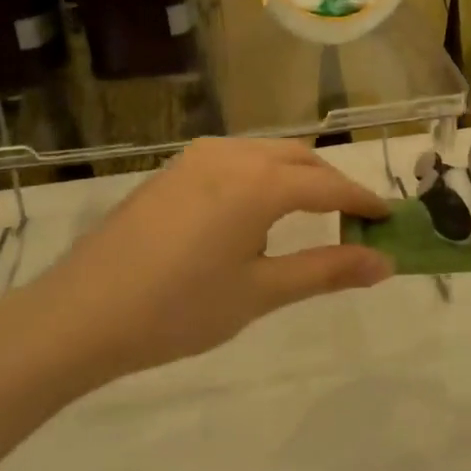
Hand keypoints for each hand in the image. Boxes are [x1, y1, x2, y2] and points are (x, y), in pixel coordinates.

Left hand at [0, 139, 393, 389]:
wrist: (80, 315)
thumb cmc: (178, 309)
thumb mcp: (260, 293)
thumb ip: (327, 270)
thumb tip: (385, 263)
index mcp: (258, 183)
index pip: (329, 185)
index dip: (363, 201)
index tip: (390, 217)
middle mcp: (231, 155)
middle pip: (300, 159)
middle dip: (332, 184)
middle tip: (354, 221)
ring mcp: (196, 157)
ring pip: (266, 155)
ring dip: (296, 177)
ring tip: (309, 218)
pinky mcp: (172, 170)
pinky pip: (235, 160)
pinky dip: (262, 177)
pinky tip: (254, 214)